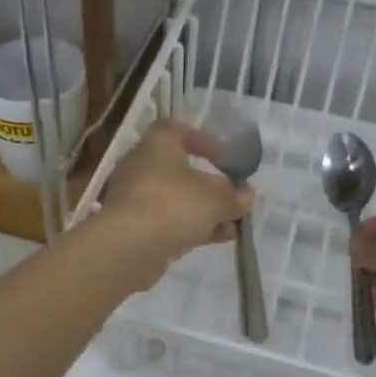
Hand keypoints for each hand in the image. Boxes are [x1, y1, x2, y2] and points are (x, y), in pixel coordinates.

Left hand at [96, 120, 252, 286]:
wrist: (129, 247)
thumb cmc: (175, 204)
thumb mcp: (216, 198)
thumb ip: (234, 195)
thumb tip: (246, 194)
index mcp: (157, 144)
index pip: (175, 129)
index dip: (201, 139)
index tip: (222, 156)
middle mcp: (140, 165)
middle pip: (178, 169)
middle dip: (208, 185)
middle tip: (231, 196)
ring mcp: (134, 197)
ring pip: (175, 199)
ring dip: (204, 211)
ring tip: (233, 225)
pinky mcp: (132, 226)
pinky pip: (167, 220)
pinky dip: (191, 226)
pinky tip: (218, 239)